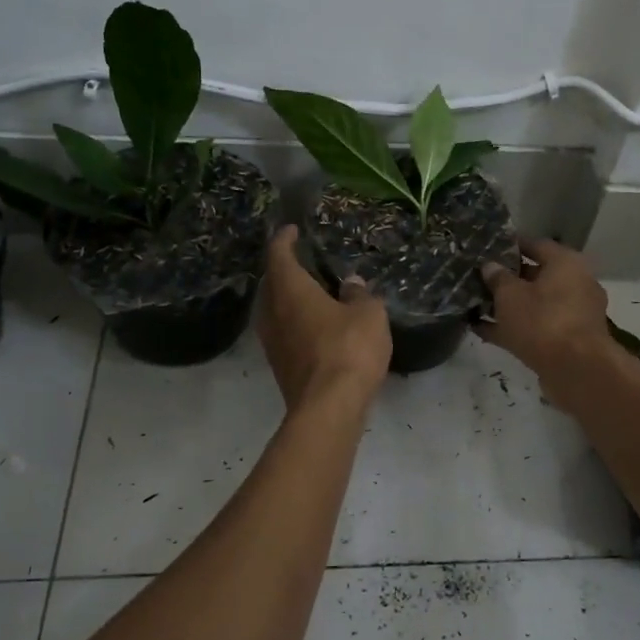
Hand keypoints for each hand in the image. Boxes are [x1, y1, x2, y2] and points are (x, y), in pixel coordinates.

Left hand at [257, 226, 390, 413]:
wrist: (328, 408)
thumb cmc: (348, 349)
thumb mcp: (368, 314)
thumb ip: (359, 295)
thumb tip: (351, 284)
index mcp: (290, 290)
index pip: (279, 255)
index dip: (284, 239)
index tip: (292, 230)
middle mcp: (272, 312)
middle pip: (272, 283)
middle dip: (285, 270)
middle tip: (305, 260)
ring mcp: (272, 342)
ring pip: (275, 310)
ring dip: (289, 298)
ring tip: (311, 292)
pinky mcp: (280, 366)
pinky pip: (283, 332)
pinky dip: (295, 322)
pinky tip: (316, 325)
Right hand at [476, 239, 613, 407]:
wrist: (576, 370)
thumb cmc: (542, 320)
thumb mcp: (510, 295)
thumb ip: (497, 278)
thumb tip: (489, 266)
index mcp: (566, 264)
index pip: (536, 245)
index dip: (511, 245)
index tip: (488, 248)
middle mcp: (575, 285)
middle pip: (536, 276)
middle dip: (508, 278)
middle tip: (479, 278)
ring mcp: (573, 315)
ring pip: (535, 304)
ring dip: (508, 306)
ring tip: (475, 304)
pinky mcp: (567, 341)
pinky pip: (535, 328)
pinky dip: (512, 328)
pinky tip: (482, 330)